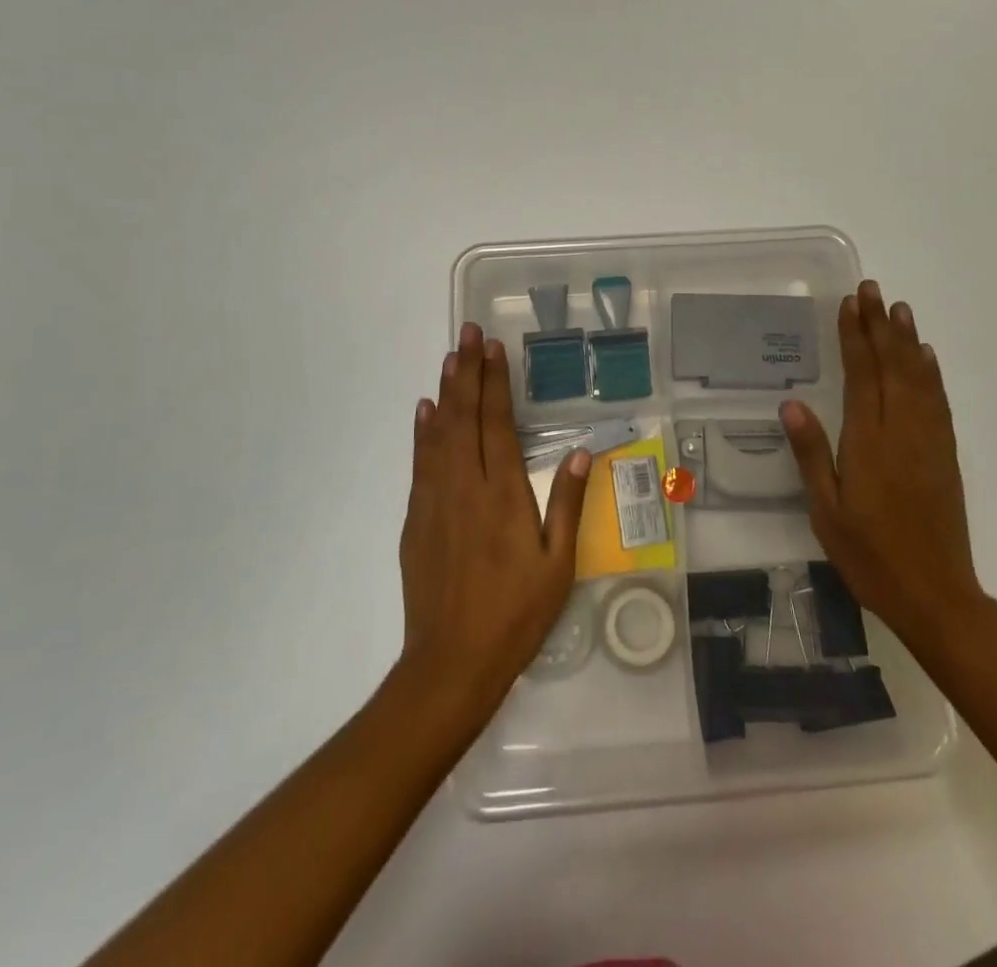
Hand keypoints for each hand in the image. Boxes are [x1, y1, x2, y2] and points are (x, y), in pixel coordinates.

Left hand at [395, 322, 592, 725]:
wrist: (451, 663)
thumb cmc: (515, 614)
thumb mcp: (558, 565)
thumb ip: (569, 504)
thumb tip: (581, 453)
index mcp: (503, 493)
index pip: (496, 422)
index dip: (495, 382)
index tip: (493, 347)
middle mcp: (464, 486)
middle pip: (463, 416)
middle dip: (466, 371)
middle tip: (467, 333)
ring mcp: (434, 500)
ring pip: (438, 432)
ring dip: (444, 392)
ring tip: (449, 358)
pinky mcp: (415, 519)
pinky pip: (420, 462)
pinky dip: (422, 432)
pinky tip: (424, 411)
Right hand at [780, 281, 987, 649]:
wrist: (936, 594)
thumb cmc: (870, 555)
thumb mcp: (826, 511)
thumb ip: (812, 454)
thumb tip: (791, 404)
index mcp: (868, 441)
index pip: (861, 374)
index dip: (855, 336)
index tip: (850, 303)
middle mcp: (901, 430)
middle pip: (892, 366)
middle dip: (880, 325)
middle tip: (871, 290)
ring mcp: (928, 441)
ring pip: (918, 377)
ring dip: (907, 340)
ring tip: (898, 308)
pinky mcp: (946, 455)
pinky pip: (938, 401)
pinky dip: (931, 373)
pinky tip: (926, 357)